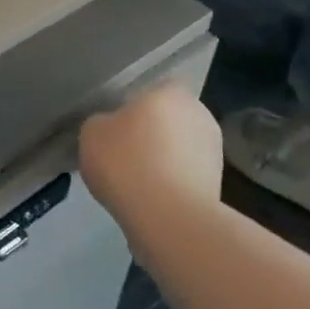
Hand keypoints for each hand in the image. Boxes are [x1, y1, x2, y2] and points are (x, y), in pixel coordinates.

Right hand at [79, 84, 224, 240]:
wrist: (168, 217)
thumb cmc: (127, 162)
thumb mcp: (91, 133)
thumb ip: (102, 123)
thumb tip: (111, 128)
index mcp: (170, 92)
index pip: (152, 90)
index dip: (133, 108)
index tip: (116, 129)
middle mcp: (199, 113)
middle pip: (168, 119)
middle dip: (150, 134)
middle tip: (123, 154)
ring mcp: (213, 150)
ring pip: (178, 148)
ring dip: (163, 159)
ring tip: (136, 182)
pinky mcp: (218, 183)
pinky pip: (185, 175)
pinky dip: (171, 183)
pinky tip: (151, 199)